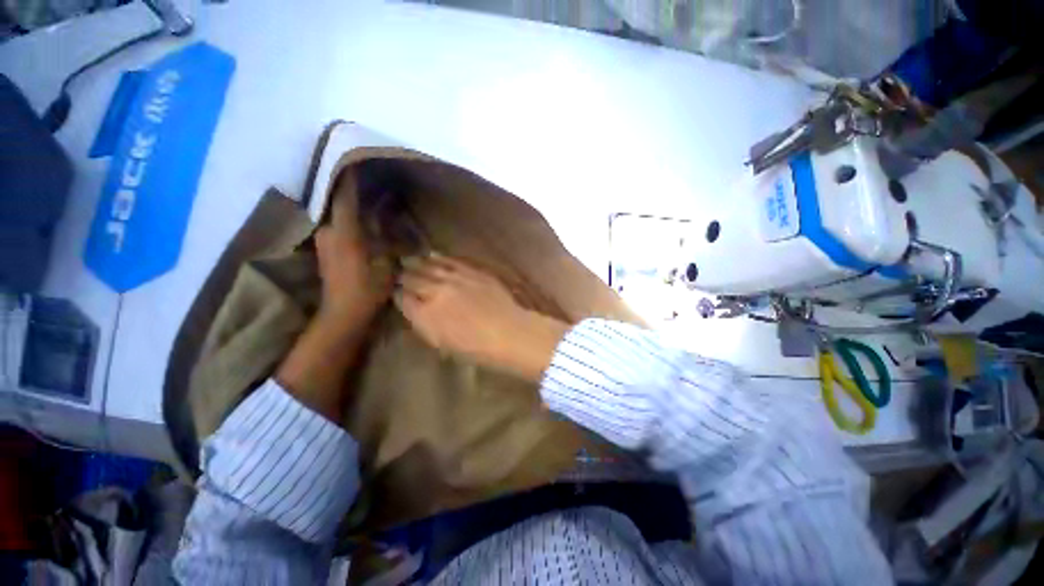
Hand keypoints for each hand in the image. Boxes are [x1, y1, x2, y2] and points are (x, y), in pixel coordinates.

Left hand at [314, 178, 392, 332]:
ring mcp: (323, 240)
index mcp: (344, 234)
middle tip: (371, 179)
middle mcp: (328, 232)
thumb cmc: (368, 290)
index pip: (344, 198)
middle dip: (351, 190)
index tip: (355, 160)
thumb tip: (386, 217)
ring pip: (336, 214)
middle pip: (337, 202)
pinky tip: (361, 218)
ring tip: (368, 196)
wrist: (342, 314)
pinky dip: (347, 218)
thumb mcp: (386, 264)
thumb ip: (386, 238)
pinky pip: (336, 225)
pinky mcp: (324, 248)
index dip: (350, 179)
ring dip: (349, 204)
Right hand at [396, 255, 568, 381]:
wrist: (509, 331)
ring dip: (417, 263)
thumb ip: (424, 324)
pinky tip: (432, 255)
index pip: (403, 299)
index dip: (399, 295)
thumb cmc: (477, 348)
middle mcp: (435, 292)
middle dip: (404, 277)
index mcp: (425, 314)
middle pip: (412, 279)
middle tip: (400, 274)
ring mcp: (454, 278)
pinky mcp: (471, 271)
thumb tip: (415, 310)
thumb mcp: (443, 344)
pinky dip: (439, 258)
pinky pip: (450, 261)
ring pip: (428, 266)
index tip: (398, 294)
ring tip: (409, 260)